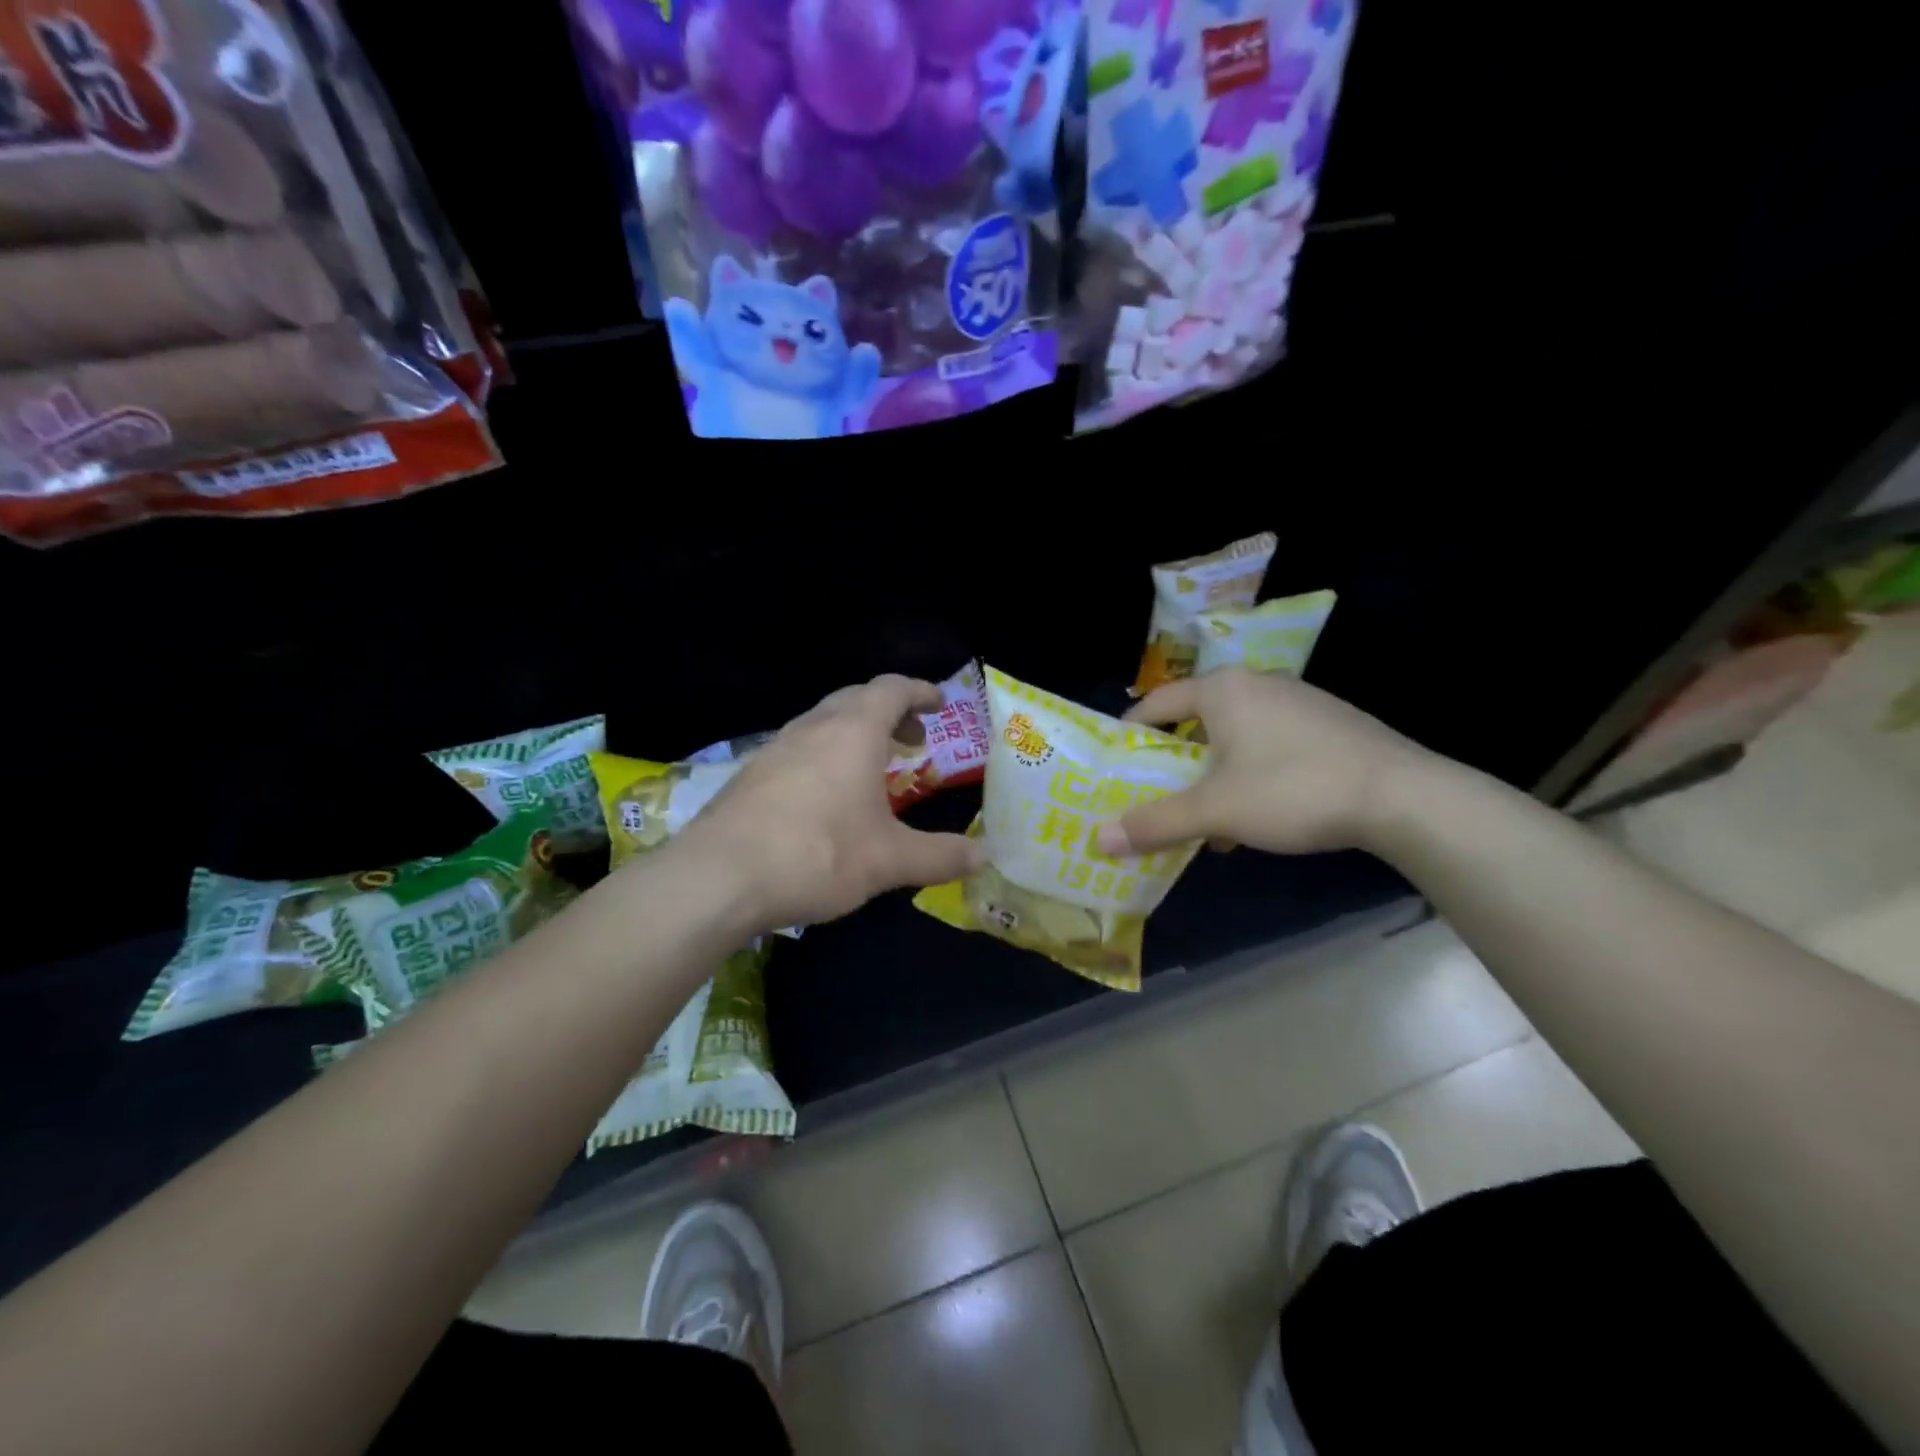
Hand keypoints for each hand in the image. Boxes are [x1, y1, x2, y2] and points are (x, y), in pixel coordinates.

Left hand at [678, 675, 985, 932]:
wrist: (719, 877)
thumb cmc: (818, 854)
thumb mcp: (890, 860)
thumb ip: (941, 856)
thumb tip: (985, 857)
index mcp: (853, 732)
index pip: (892, 689)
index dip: (920, 691)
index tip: (940, 703)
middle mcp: (813, 728)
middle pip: (856, 699)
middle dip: (890, 711)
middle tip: (913, 738)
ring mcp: (776, 748)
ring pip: (823, 722)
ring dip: (855, 733)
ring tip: (873, 768)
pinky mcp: (751, 774)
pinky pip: (799, 748)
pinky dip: (825, 755)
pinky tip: (826, 796)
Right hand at [1094, 667, 1436, 858]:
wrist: (1404, 796)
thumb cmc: (1293, 789)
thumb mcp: (1216, 811)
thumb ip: (1156, 823)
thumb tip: (1099, 839)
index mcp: (1223, 690)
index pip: (1157, 702)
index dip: (1130, 732)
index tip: (1115, 762)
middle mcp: (1258, 683)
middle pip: (1196, 719)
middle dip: (1175, 760)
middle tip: (1156, 793)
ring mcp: (1299, 700)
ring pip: (1236, 735)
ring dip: (1214, 772)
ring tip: (1206, 813)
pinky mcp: (1330, 723)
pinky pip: (1270, 743)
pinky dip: (1251, 772)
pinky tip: (1259, 813)